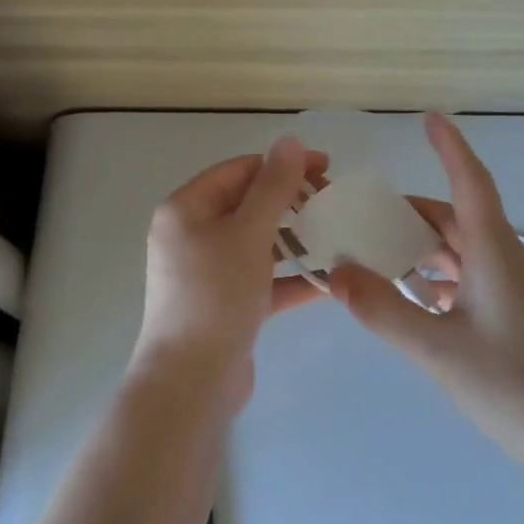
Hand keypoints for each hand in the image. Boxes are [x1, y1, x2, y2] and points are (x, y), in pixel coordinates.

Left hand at [133, 137, 328, 410]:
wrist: (191, 382)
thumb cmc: (216, 296)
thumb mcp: (248, 234)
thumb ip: (272, 187)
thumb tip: (290, 141)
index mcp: (186, 209)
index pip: (239, 171)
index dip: (282, 165)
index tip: (326, 167)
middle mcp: (191, 235)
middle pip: (248, 206)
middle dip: (292, 203)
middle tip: (334, 203)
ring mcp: (207, 272)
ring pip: (257, 243)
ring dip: (295, 240)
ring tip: (338, 237)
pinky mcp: (225, 304)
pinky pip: (261, 279)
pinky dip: (290, 278)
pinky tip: (330, 281)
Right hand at [329, 114, 523, 467]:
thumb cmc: (516, 386)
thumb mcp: (438, 349)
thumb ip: (382, 310)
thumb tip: (335, 273)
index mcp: (494, 252)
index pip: (470, 182)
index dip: (449, 147)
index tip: (429, 117)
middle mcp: (507, 260)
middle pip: (456, 218)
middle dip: (411, 212)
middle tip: (364, 215)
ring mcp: (516, 290)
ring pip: (462, 251)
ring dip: (422, 248)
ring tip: (377, 256)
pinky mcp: (518, 316)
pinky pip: (470, 279)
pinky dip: (438, 278)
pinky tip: (413, 298)